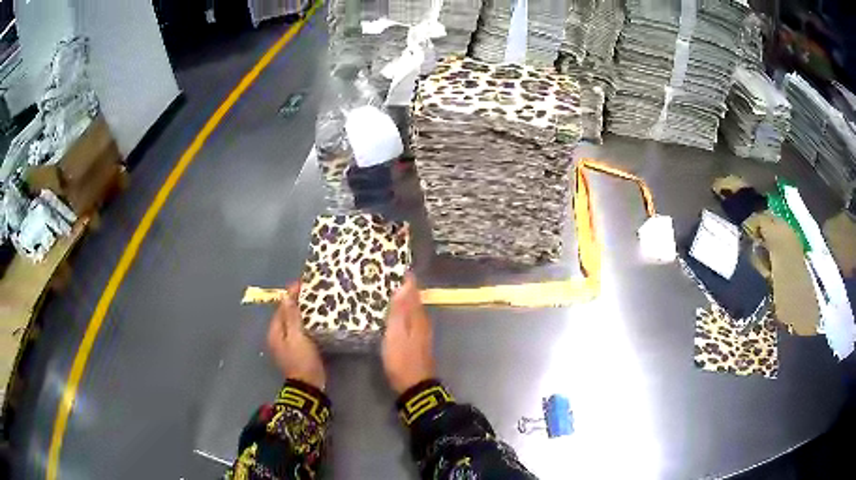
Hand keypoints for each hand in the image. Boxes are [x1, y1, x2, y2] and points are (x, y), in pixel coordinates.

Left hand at [267, 283, 325, 389]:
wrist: (309, 386)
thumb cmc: (301, 359)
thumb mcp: (297, 336)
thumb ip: (292, 316)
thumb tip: (287, 296)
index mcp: (275, 332)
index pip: (281, 307)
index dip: (290, 294)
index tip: (302, 283)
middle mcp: (278, 337)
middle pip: (286, 314)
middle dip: (296, 302)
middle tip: (311, 291)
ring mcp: (287, 345)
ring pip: (293, 322)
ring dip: (302, 312)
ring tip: (315, 302)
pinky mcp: (297, 350)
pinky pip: (300, 330)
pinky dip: (306, 323)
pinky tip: (316, 320)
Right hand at [382, 273, 434, 393]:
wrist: (414, 386)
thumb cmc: (402, 359)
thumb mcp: (397, 334)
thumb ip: (400, 310)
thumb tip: (405, 284)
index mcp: (418, 317)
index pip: (413, 292)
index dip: (406, 279)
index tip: (396, 265)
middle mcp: (422, 322)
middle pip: (413, 299)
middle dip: (403, 287)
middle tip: (386, 275)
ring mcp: (420, 333)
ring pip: (411, 309)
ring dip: (402, 299)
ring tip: (386, 290)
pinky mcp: (415, 342)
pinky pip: (409, 319)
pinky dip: (401, 312)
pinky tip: (392, 314)